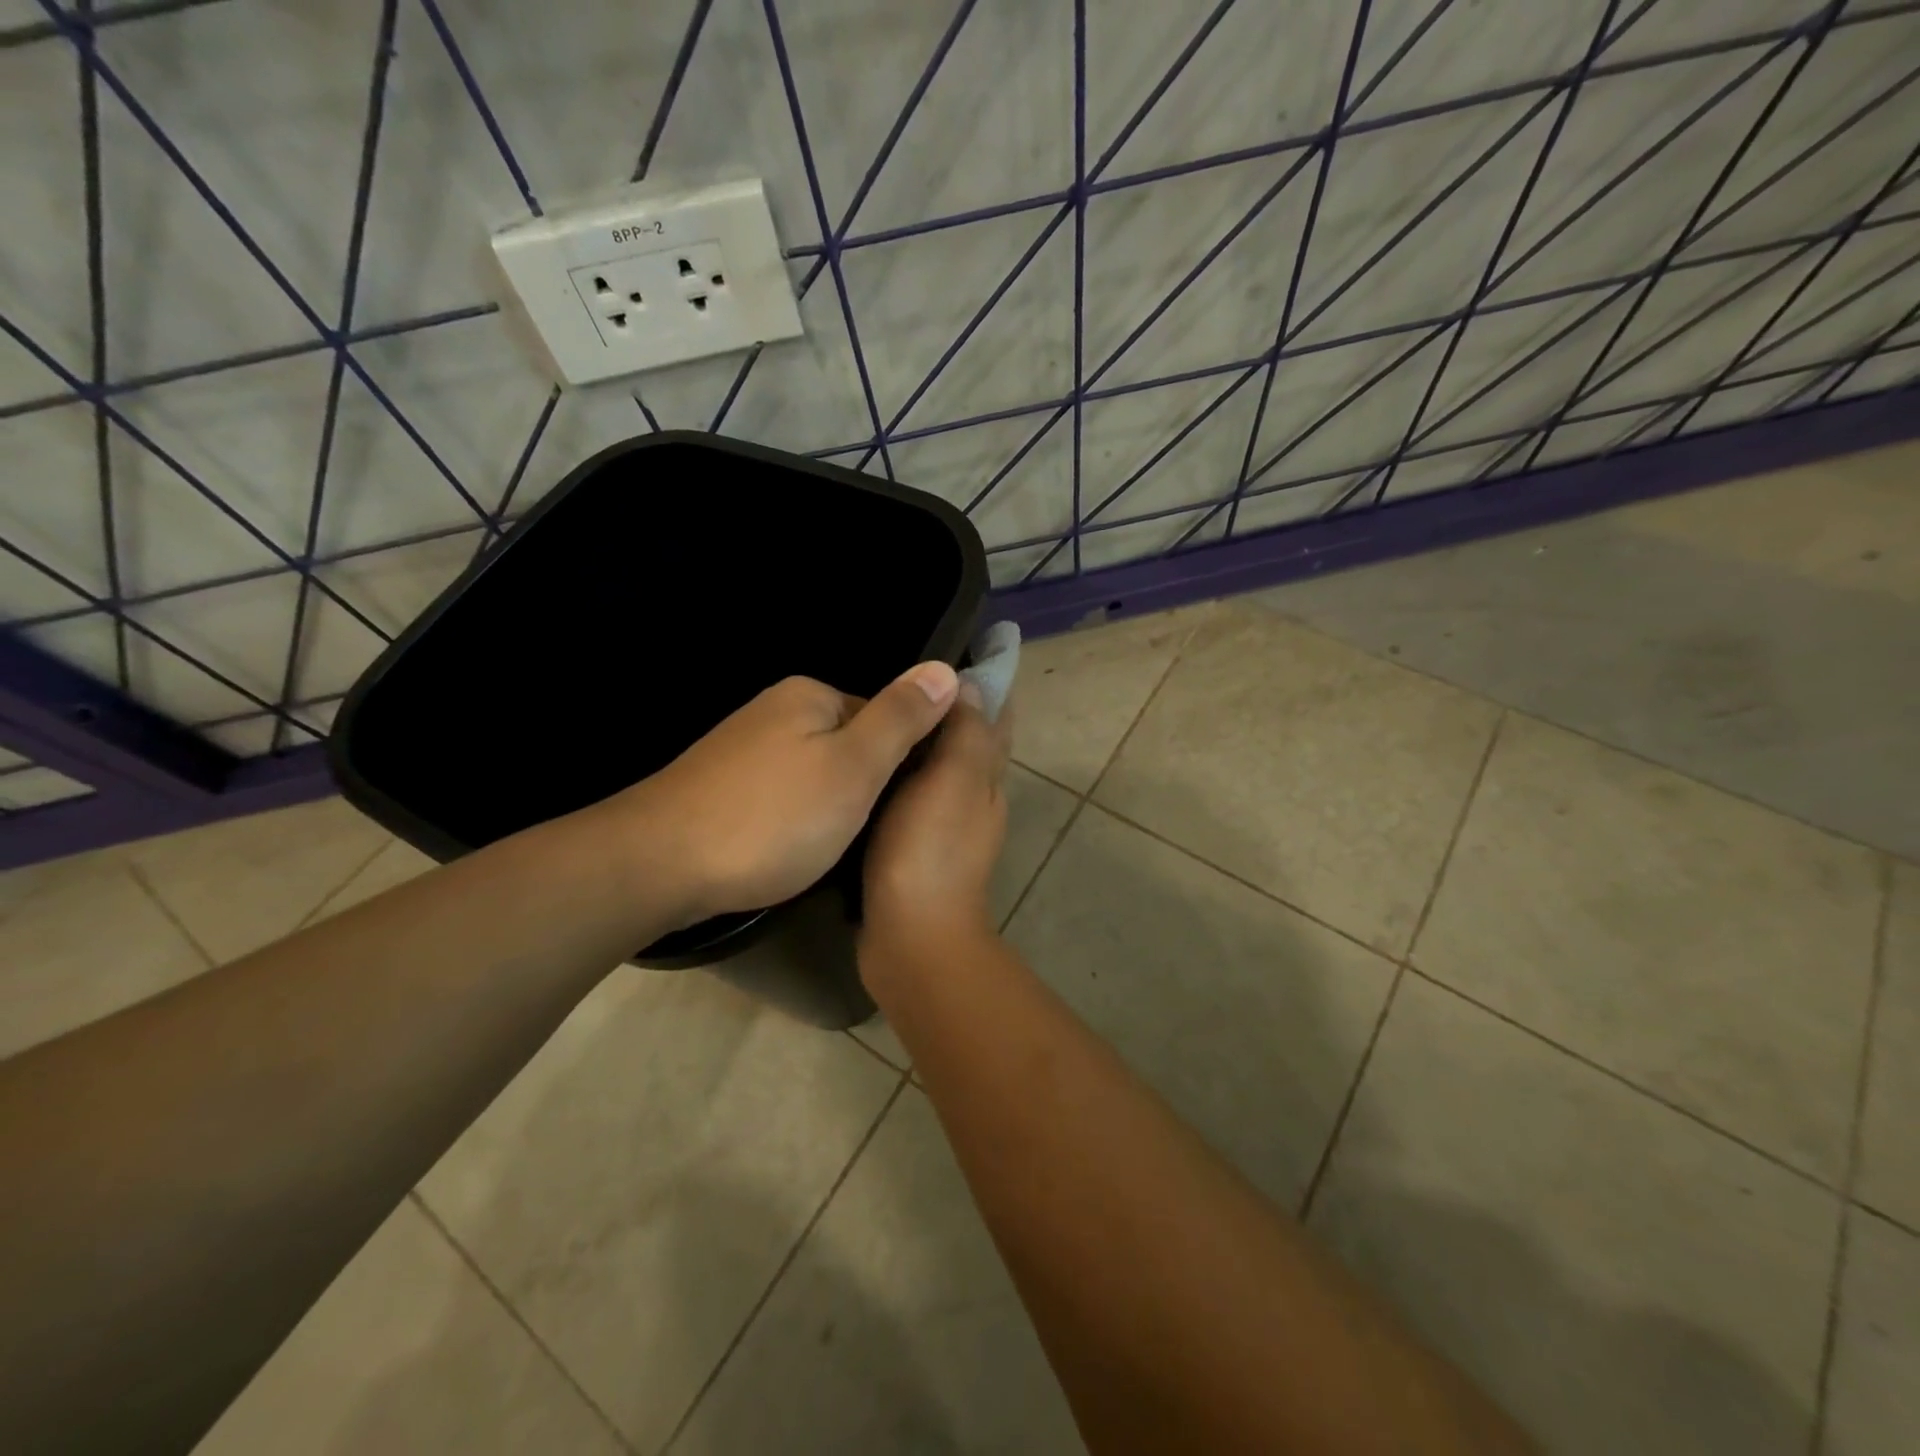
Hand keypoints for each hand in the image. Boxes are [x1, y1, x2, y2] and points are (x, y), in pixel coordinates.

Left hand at [593, 664, 959, 926]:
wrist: (657, 865)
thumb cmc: (772, 817)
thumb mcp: (855, 767)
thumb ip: (901, 718)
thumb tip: (947, 670)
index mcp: (811, 695)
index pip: (886, 718)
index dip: (901, 763)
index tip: (904, 807)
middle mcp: (775, 710)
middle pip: (849, 745)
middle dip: (862, 787)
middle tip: (865, 833)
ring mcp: (744, 748)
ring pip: (815, 773)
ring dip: (829, 806)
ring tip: (828, 848)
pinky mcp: (722, 784)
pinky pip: (781, 793)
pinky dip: (794, 818)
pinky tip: (789, 847)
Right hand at [862, 683, 1012, 952]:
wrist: (911, 937)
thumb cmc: (931, 851)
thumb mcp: (953, 780)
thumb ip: (966, 732)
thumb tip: (972, 684)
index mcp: (985, 774)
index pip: (995, 714)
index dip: (987, 679)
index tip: (960, 644)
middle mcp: (972, 794)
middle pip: (968, 737)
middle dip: (949, 703)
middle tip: (906, 671)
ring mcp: (943, 822)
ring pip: (937, 765)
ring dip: (922, 736)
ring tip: (884, 706)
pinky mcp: (913, 844)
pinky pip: (909, 792)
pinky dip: (898, 770)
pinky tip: (870, 762)